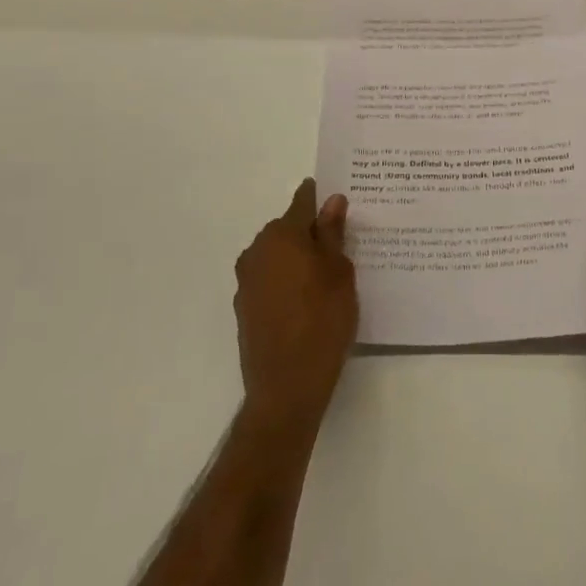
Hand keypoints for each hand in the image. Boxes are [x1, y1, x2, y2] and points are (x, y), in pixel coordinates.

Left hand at [235, 180, 358, 427]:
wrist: (286, 387)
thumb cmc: (322, 320)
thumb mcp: (339, 272)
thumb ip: (333, 233)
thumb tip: (332, 201)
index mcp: (281, 235)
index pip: (302, 201)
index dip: (320, 197)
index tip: (338, 199)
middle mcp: (257, 251)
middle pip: (287, 228)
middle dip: (310, 231)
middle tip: (340, 244)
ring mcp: (247, 281)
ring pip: (277, 255)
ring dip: (297, 258)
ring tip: (326, 276)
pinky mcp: (245, 307)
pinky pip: (270, 280)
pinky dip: (287, 281)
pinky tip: (307, 300)